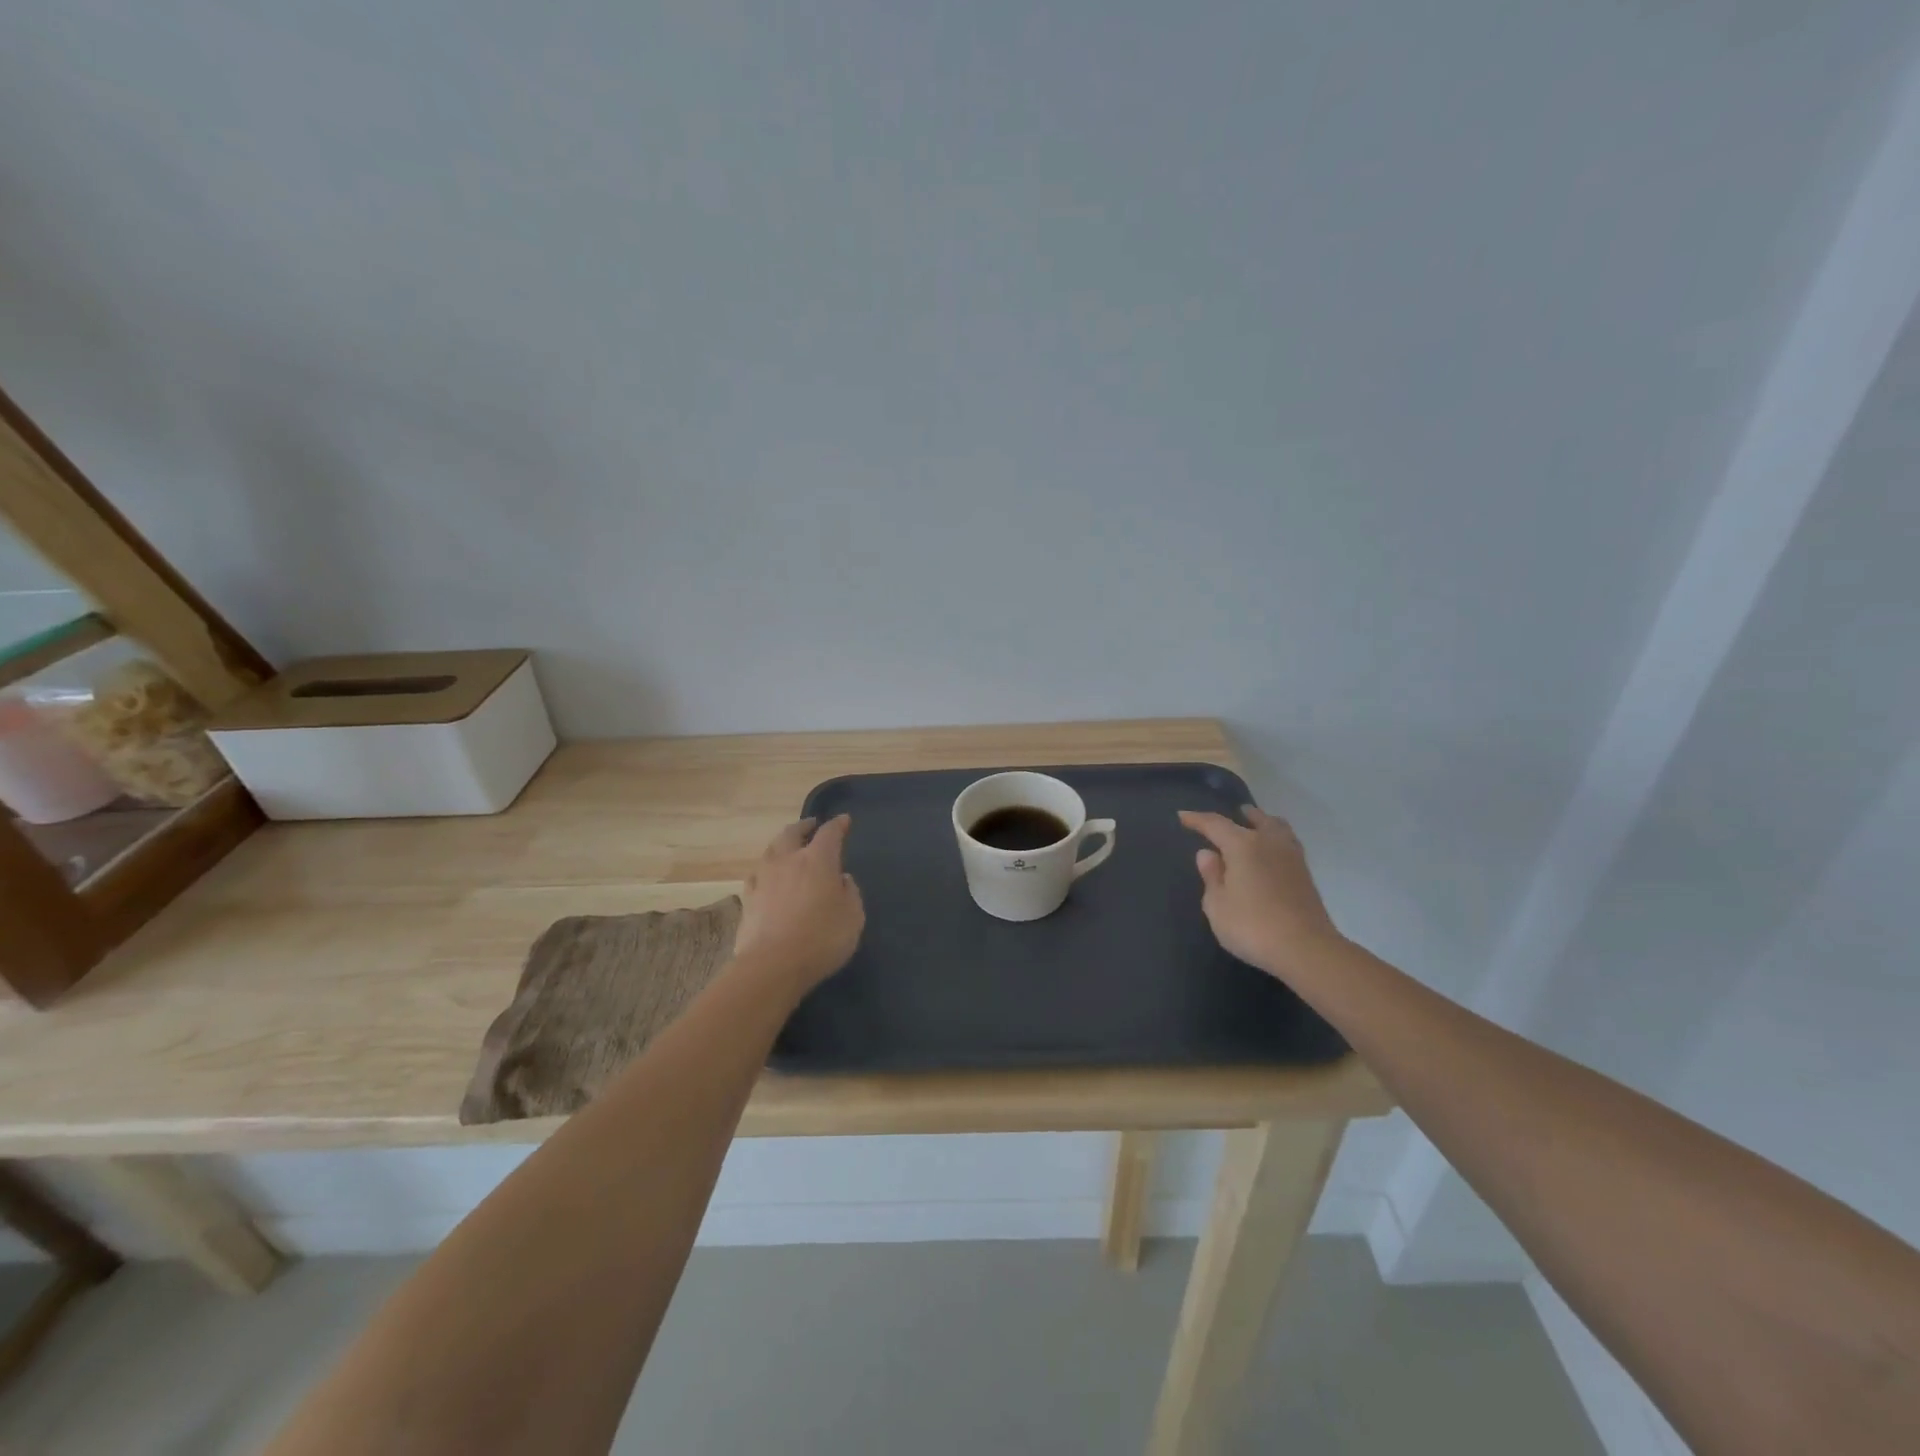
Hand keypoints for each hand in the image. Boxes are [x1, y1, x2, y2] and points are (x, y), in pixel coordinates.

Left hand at [732, 815, 865, 993]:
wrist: (772, 966)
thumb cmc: (821, 939)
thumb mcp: (853, 917)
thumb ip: (850, 893)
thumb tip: (842, 878)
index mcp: (818, 860)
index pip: (829, 833)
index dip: (838, 825)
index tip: (844, 820)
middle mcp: (788, 861)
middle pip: (792, 833)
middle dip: (803, 826)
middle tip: (811, 825)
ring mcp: (764, 878)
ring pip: (771, 850)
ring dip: (782, 844)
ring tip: (788, 847)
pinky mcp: (748, 899)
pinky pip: (757, 874)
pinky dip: (765, 870)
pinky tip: (767, 876)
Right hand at [1178, 805, 1343, 982]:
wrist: (1306, 950)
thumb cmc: (1252, 926)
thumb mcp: (1218, 905)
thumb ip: (1211, 877)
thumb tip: (1208, 854)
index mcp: (1243, 845)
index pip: (1215, 824)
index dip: (1197, 819)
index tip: (1183, 816)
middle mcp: (1269, 843)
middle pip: (1255, 819)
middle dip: (1240, 815)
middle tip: (1233, 814)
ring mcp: (1292, 857)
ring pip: (1277, 828)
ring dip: (1264, 823)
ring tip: (1256, 825)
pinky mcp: (1306, 875)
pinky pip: (1287, 844)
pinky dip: (1276, 840)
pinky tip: (1271, 852)